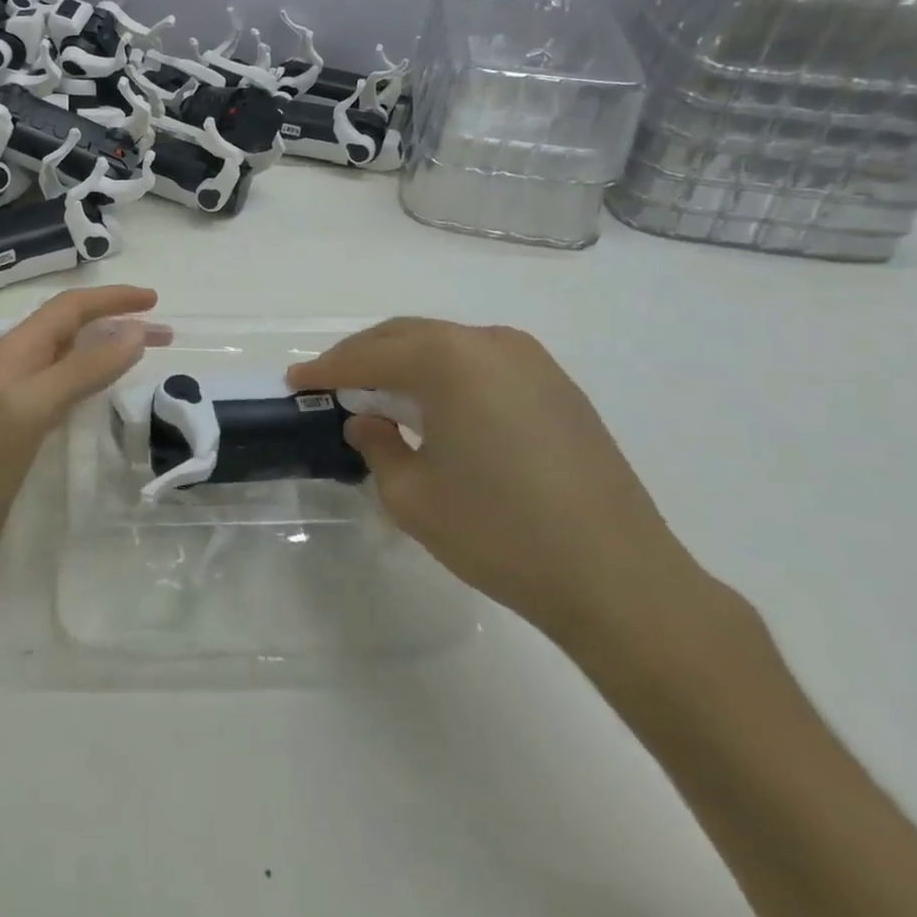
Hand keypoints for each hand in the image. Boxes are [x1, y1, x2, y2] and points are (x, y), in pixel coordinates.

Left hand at [0, 286, 162, 596]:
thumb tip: (136, 331)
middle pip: (73, 330)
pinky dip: (96, 384)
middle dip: (117, 322)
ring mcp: (19, 403)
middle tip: (166, 334)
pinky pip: (68, 394)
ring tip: (147, 356)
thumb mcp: (32, 407)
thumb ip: (82, 368)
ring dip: (110, 351)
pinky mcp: (25, 435)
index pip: (69, 308)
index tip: (155, 300)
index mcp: (15, 352)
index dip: (112, 298)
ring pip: (72, 361)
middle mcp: (17, 369)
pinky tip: (110, 397)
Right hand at [288, 319, 701, 643]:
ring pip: (446, 346)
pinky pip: (481, 364)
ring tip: (379, 394)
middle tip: (330, 383)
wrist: (620, 579)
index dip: (327, 369)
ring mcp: (530, 361)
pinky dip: (446, 376)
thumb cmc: (501, 533)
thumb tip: (369, 422)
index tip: (296, 380)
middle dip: (363, 356)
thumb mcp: (414, 496)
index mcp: (449, 359)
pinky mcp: (557, 386)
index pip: (369, 355)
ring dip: (405, 363)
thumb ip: (377, 445)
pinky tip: (437, 409)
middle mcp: (489, 342)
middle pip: (407, 336)